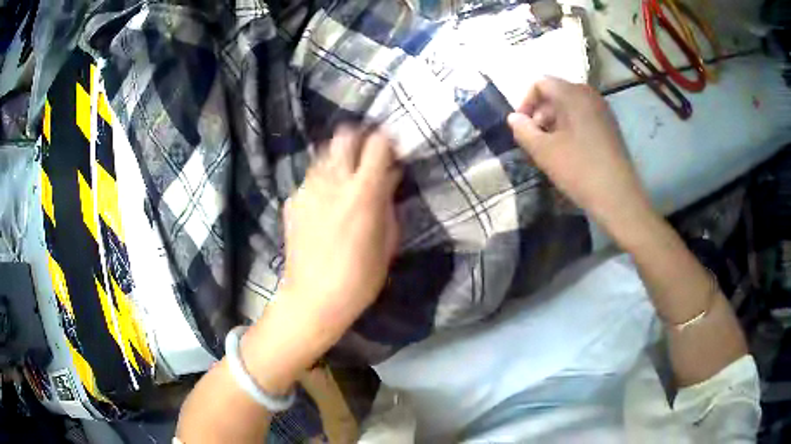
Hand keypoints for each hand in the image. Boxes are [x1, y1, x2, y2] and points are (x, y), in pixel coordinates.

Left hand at [241, 127, 401, 392]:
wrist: (313, 299)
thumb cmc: (360, 277)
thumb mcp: (388, 241)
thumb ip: (388, 200)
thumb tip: (390, 174)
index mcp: (363, 191)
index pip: (377, 143)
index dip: (387, 141)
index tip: (392, 151)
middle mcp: (332, 181)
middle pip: (343, 136)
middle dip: (358, 140)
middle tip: (366, 159)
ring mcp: (307, 189)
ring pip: (323, 155)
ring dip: (338, 160)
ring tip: (343, 183)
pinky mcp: (291, 202)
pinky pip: (309, 180)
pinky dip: (320, 183)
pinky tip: (323, 206)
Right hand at [507, 77, 652, 231]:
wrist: (618, 197)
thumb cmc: (579, 170)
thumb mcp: (543, 151)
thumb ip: (523, 130)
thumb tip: (514, 118)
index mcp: (572, 94)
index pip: (540, 83)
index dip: (525, 102)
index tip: (522, 127)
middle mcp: (589, 95)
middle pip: (556, 93)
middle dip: (540, 113)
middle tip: (535, 139)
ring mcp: (603, 110)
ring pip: (570, 106)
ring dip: (555, 122)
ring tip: (551, 148)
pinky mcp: (610, 127)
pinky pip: (584, 117)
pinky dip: (571, 128)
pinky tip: (570, 152)